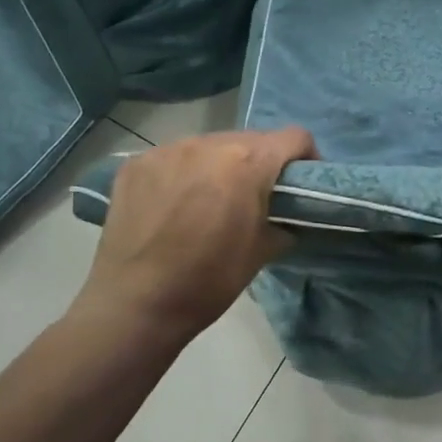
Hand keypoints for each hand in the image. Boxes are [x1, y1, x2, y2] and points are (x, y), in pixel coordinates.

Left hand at [73, 127, 315, 342]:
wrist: (135, 304)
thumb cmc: (208, 281)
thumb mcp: (262, 252)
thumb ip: (281, 220)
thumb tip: (283, 217)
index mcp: (247, 163)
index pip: (294, 137)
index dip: (306, 157)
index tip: (300, 183)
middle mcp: (208, 144)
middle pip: (250, 140)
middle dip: (260, 163)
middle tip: (255, 198)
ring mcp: (166, 150)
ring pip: (209, 146)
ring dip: (220, 166)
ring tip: (210, 201)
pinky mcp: (136, 164)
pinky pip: (173, 158)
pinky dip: (183, 174)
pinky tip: (174, 206)